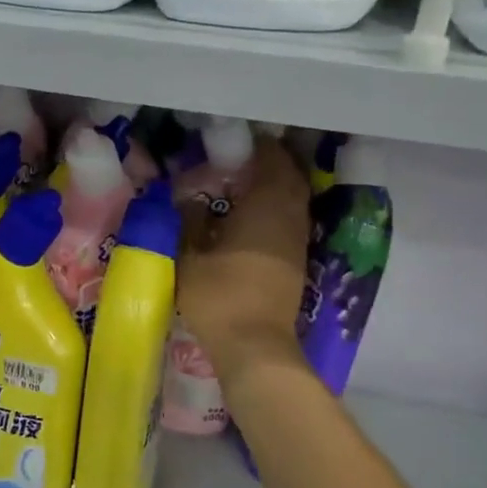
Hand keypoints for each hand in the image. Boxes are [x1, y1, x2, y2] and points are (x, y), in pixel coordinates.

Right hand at [177, 139, 310, 386]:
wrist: (255, 346)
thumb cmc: (220, 296)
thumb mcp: (190, 257)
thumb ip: (190, 223)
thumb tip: (190, 200)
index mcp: (266, 208)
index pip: (273, 162)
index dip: (260, 147)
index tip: (240, 141)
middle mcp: (289, 219)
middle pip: (290, 179)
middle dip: (271, 165)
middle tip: (242, 161)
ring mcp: (297, 243)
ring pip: (294, 202)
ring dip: (275, 189)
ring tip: (245, 186)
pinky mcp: (296, 264)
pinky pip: (291, 222)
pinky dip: (276, 212)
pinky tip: (251, 220)